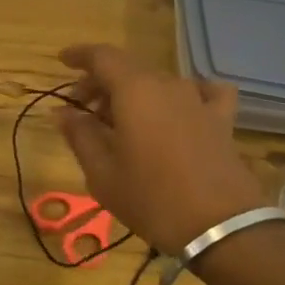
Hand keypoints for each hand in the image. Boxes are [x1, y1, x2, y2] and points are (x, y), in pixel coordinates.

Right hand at [55, 44, 272, 260]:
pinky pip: (203, 93)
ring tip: (121, 120)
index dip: (80, 55)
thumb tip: (62, 112)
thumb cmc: (151, 198)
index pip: (102, 56)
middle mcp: (167, 85)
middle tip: (82, 108)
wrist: (221, 229)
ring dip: (133, 93)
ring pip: (157, 82)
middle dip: (100, 82)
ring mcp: (198, 100)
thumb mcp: (102, 173)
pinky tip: (181, 108)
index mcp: (134, 90)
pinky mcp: (221, 120)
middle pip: (127, 69)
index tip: (63, 61)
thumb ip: (80, 135)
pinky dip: (186, 94)